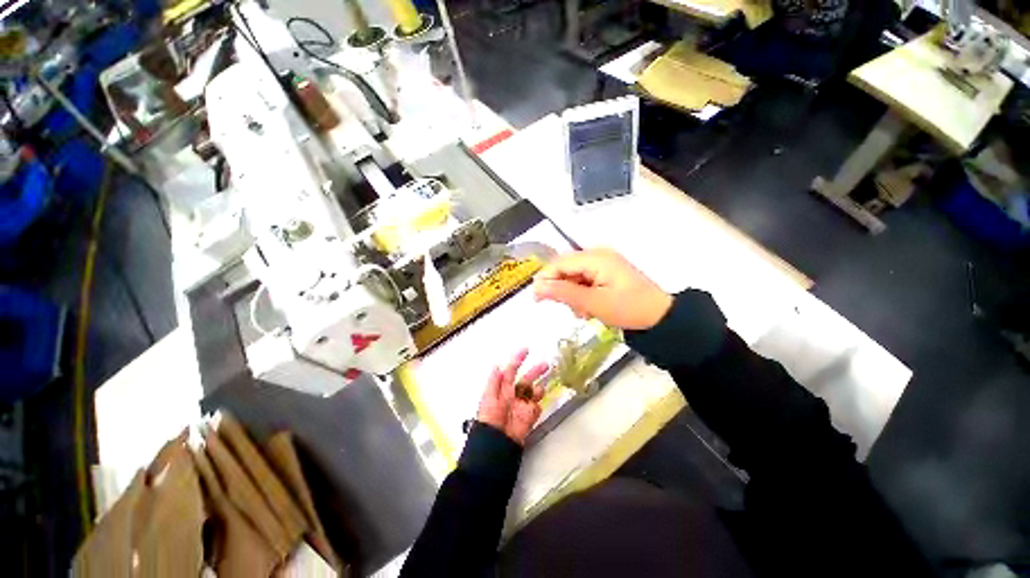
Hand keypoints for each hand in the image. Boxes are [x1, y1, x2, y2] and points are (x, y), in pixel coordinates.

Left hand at [476, 349, 548, 445]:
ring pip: (534, 392)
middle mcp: (514, 394)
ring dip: (537, 389)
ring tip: (537, 392)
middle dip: (536, 371)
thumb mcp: (489, 398)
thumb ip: (494, 381)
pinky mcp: (530, 416)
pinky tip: (533, 408)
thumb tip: (497, 365)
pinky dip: (536, 406)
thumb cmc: (490, 418)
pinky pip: (536, 407)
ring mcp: (523, 405)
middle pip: (527, 379)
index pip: (512, 370)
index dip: (518, 359)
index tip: (526, 350)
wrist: (497, 442)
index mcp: (504, 388)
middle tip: (545, 365)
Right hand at [533, 248, 671, 329]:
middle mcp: (597, 255)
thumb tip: (536, 287)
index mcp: (595, 257)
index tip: (536, 299)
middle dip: (561, 289)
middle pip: (565, 268)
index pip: (559, 263)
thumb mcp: (593, 303)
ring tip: (582, 312)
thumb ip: (563, 293)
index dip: (545, 279)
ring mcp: (602, 263)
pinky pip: (584, 280)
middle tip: (566, 309)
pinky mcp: (606, 273)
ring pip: (573, 276)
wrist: (660, 318)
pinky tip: (587, 308)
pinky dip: (581, 294)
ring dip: (572, 294)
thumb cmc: (628, 309)